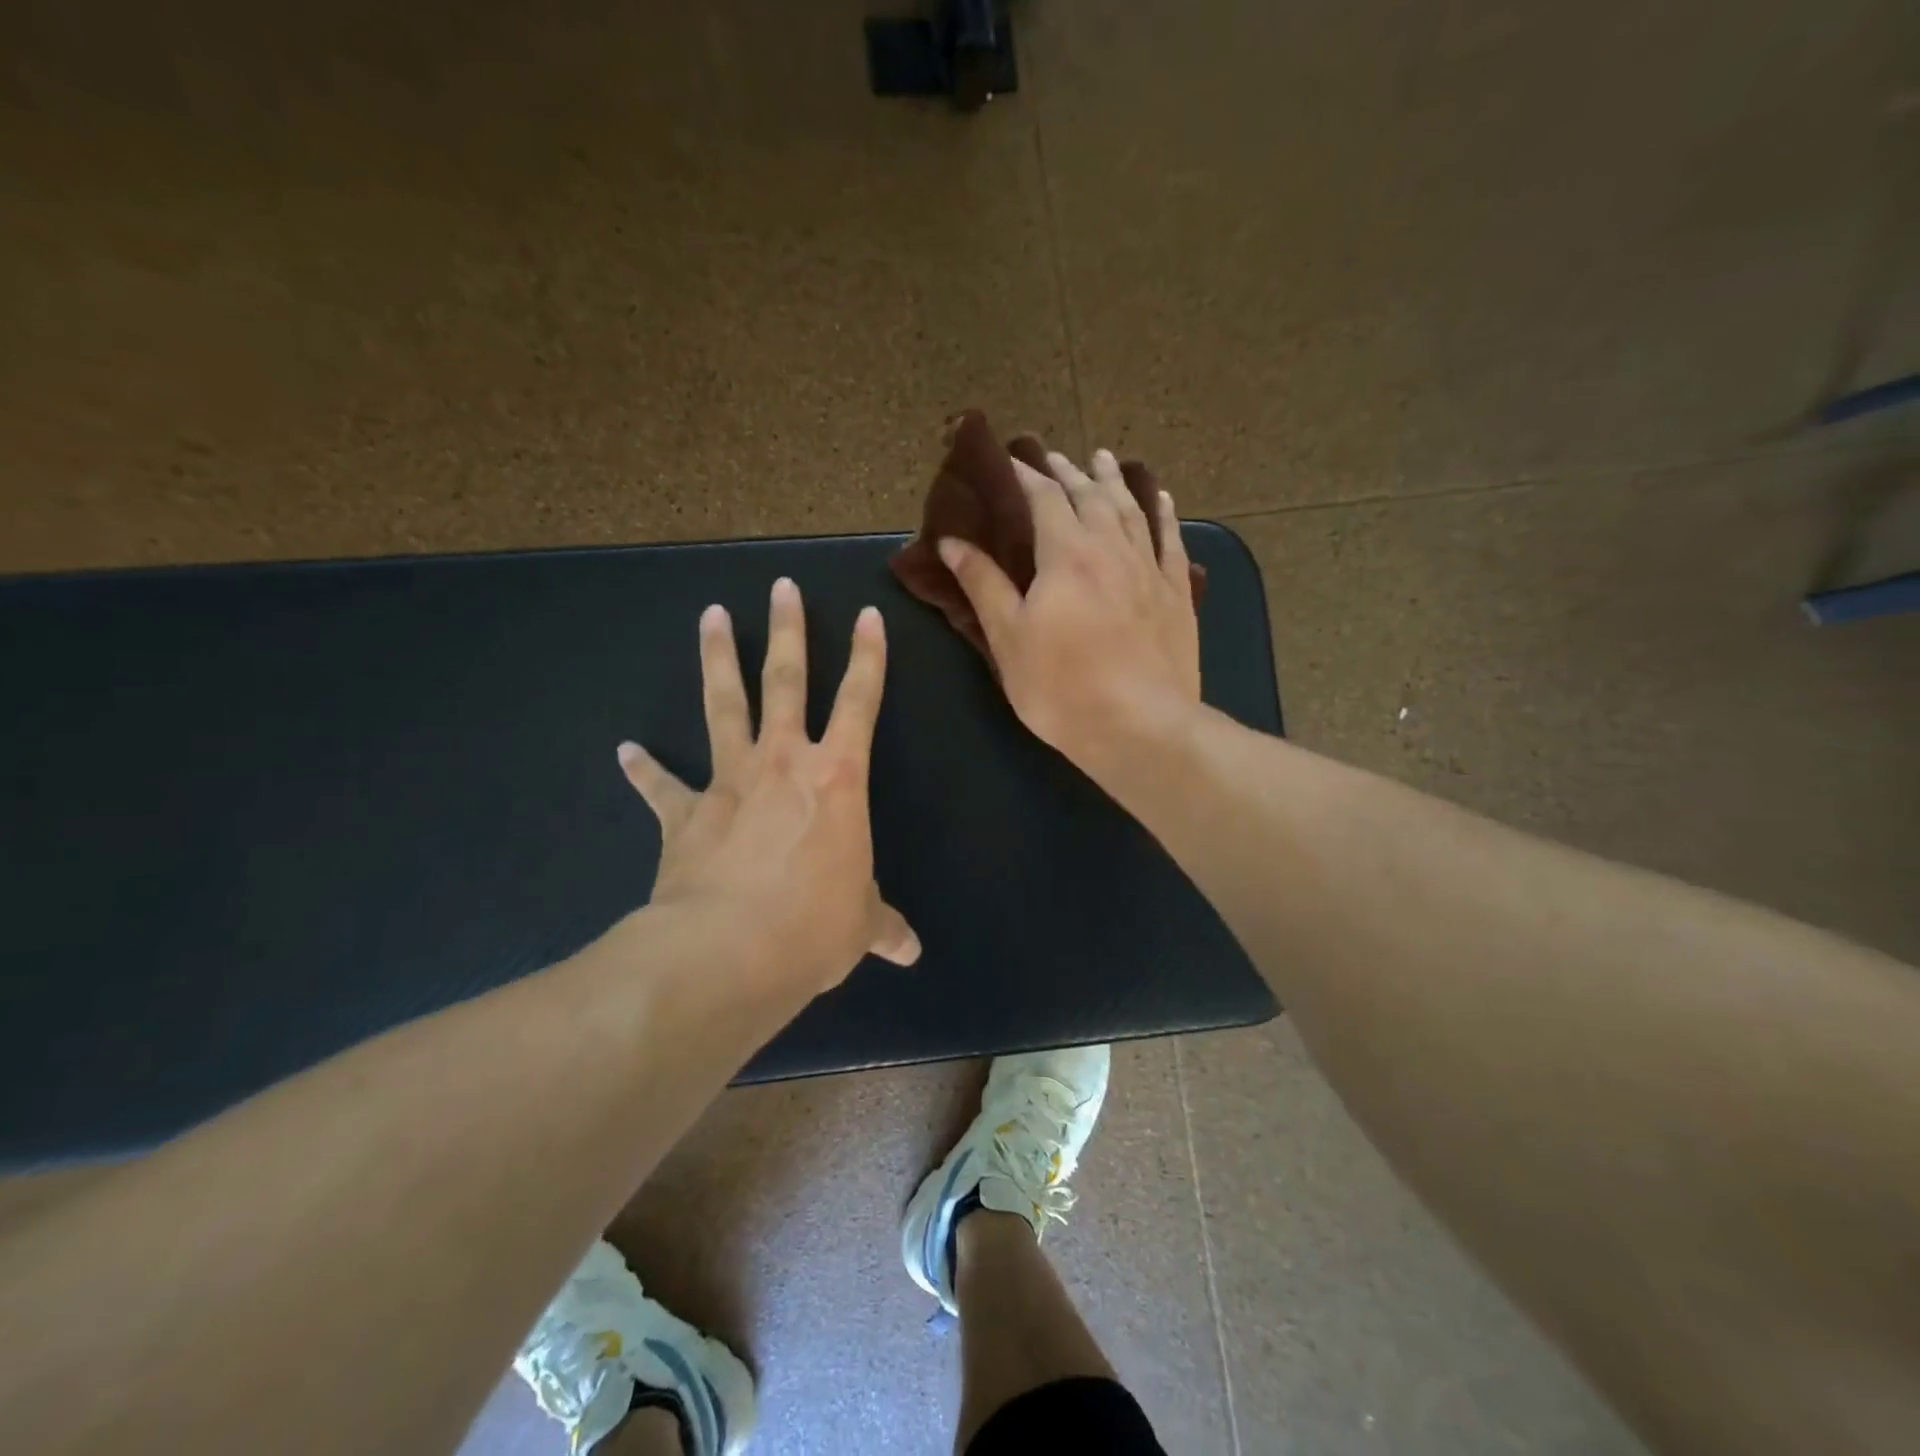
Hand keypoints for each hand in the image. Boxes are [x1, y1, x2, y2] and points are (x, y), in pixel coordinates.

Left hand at [616, 578, 919, 999]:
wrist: (728, 953)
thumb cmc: (813, 927)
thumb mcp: (859, 926)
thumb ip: (882, 926)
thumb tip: (910, 951)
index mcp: (837, 779)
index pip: (861, 702)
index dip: (868, 658)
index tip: (866, 615)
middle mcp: (783, 764)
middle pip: (787, 682)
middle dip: (787, 632)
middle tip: (780, 588)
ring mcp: (729, 784)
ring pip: (724, 706)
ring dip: (717, 659)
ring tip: (711, 615)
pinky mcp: (684, 815)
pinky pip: (662, 786)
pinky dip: (644, 769)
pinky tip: (626, 750)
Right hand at [938, 448, 1200, 778]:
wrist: (1140, 727)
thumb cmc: (1062, 688)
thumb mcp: (1008, 638)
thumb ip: (983, 584)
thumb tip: (952, 541)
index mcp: (1066, 554)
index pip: (1044, 497)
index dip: (1026, 475)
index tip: (1009, 461)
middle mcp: (1111, 548)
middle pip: (1090, 495)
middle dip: (1068, 472)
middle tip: (1052, 456)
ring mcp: (1150, 569)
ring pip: (1131, 509)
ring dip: (1113, 481)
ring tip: (1101, 459)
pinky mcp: (1176, 594)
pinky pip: (1171, 541)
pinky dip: (1163, 515)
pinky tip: (1161, 500)